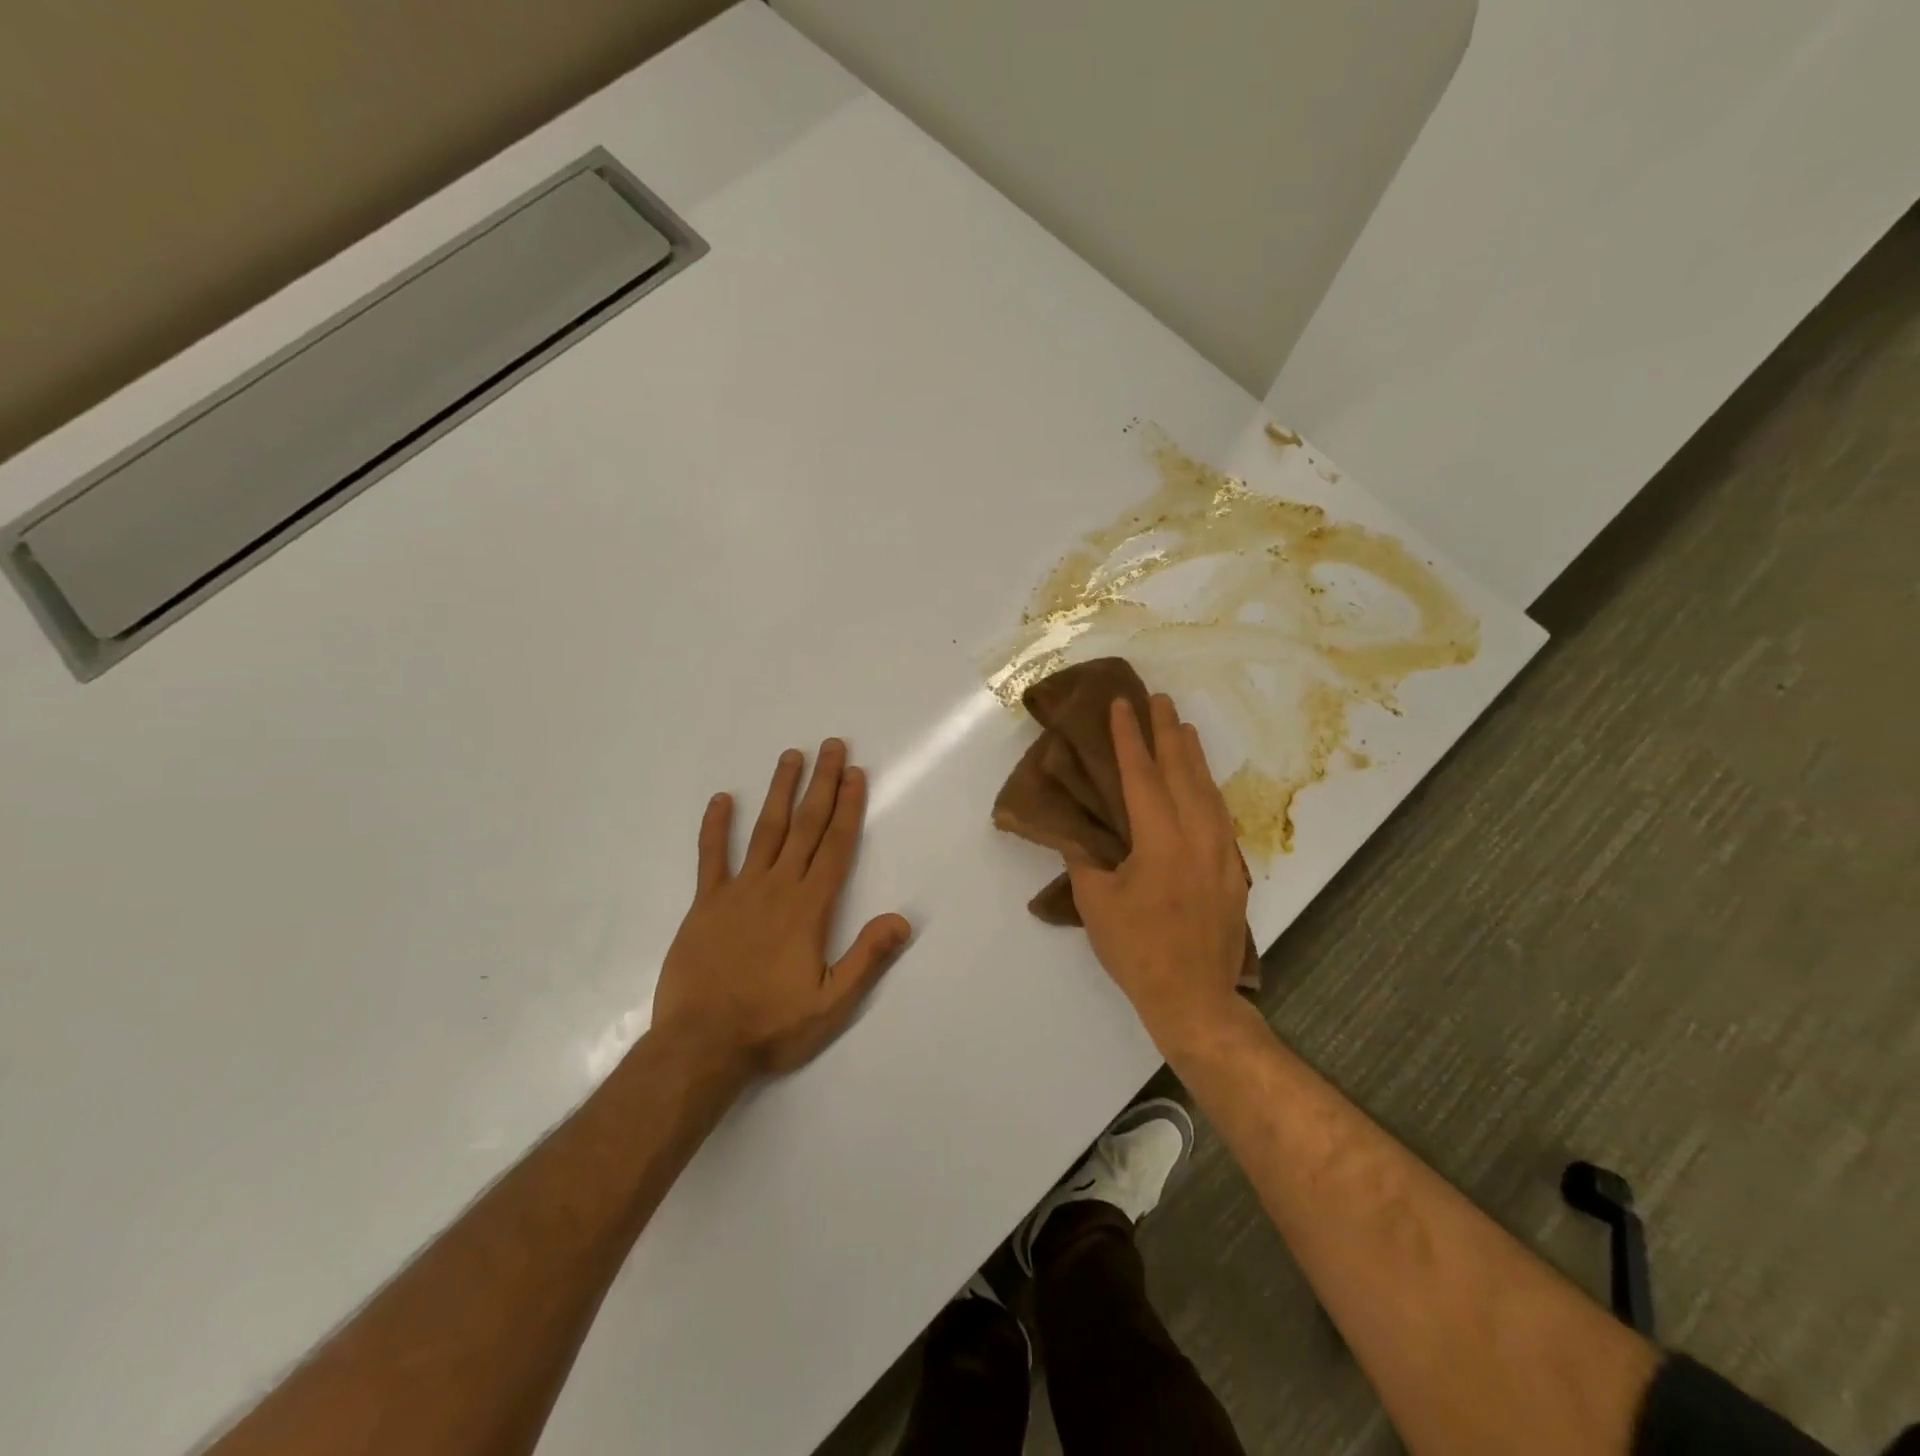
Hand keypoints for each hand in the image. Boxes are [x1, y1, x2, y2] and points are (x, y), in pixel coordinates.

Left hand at [652, 739, 911, 1075]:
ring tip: (791, 756)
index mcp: (809, 907)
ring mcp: (738, 891)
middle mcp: (777, 887)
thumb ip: (866, 957)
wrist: (700, 1045)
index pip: (836, 845)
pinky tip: (720, 799)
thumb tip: (902, 919)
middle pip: (806, 826)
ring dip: (780, 791)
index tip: (856, 774)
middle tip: (832, 746)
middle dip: (822, 784)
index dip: (848, 807)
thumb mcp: (831, 1003)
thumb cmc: (771, 1025)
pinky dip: (716, 827)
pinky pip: (711, 857)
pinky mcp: (705, 904)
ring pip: (765, 830)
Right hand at [1065, 695, 1247, 1051]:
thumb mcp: (1096, 903)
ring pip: (1208, 789)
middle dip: (1168, 732)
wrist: (1194, 997)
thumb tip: (1075, 832)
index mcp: (1159, 839)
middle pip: (1182, 771)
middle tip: (1159, 699)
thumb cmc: (1137, 950)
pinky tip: (1203, 783)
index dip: (1129, 737)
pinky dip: (1208, 788)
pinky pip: (1220, 813)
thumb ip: (1084, 859)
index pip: (1141, 775)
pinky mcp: (1232, 869)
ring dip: (1193, 755)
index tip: (1121, 705)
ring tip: (1183, 727)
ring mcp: (1221, 851)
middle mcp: (1196, 835)